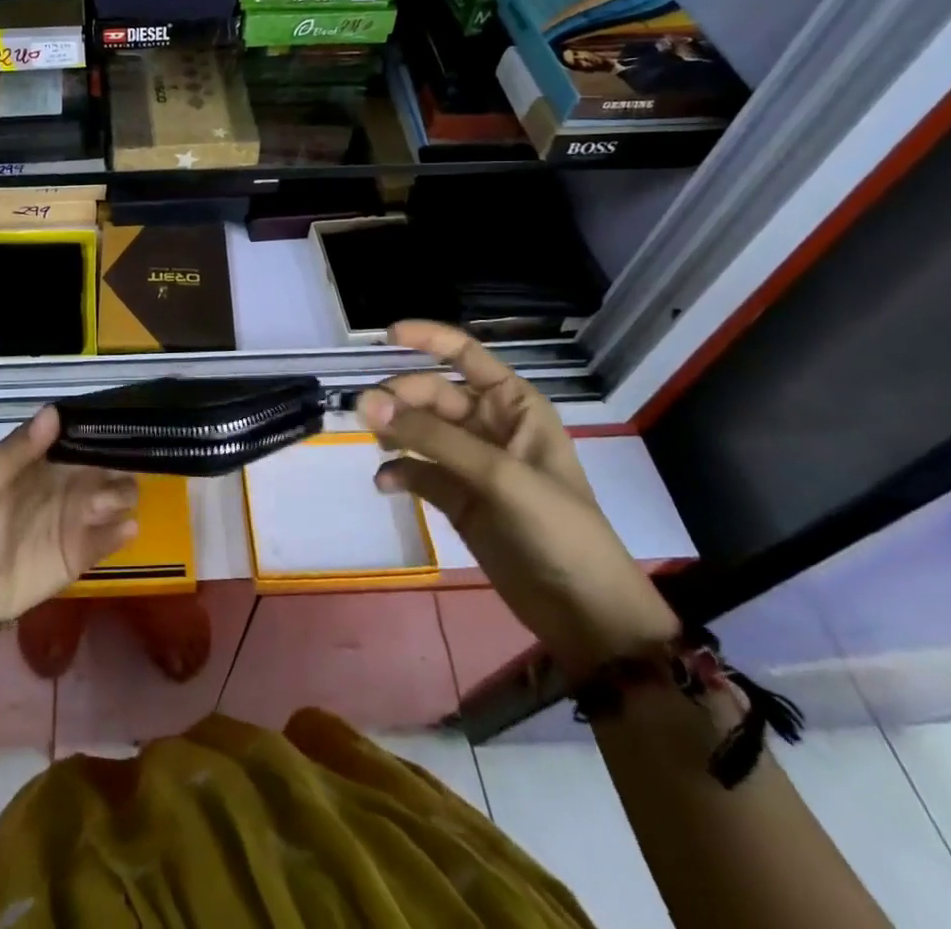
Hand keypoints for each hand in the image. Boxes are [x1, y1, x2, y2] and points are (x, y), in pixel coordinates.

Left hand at [0, 406, 139, 627]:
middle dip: (121, 463)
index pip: (85, 436)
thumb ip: (18, 448)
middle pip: (112, 462)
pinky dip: (123, 530)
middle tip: (111, 473)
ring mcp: (81, 516)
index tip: (118, 425)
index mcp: (49, 460)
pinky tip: (123, 529)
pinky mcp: (86, 551)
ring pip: (122, 495)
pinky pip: (116, 535)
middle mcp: (72, 482)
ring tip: (100, 506)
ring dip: (122, 495)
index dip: (103, 429)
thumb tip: (53, 411)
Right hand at [362, 321, 679, 678]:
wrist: (585, 613)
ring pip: (418, 429)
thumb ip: (431, 438)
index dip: (427, 339)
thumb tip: (365, 403)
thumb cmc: (558, 529)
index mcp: (513, 405)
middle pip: (431, 393)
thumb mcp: (499, 475)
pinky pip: (416, 470)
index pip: (465, 354)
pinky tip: (384, 483)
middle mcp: (489, 425)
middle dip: (399, 398)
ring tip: (372, 442)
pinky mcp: (455, 497)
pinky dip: (397, 471)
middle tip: (365, 414)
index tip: (384, 337)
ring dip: (392, 431)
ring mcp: (470, 462)